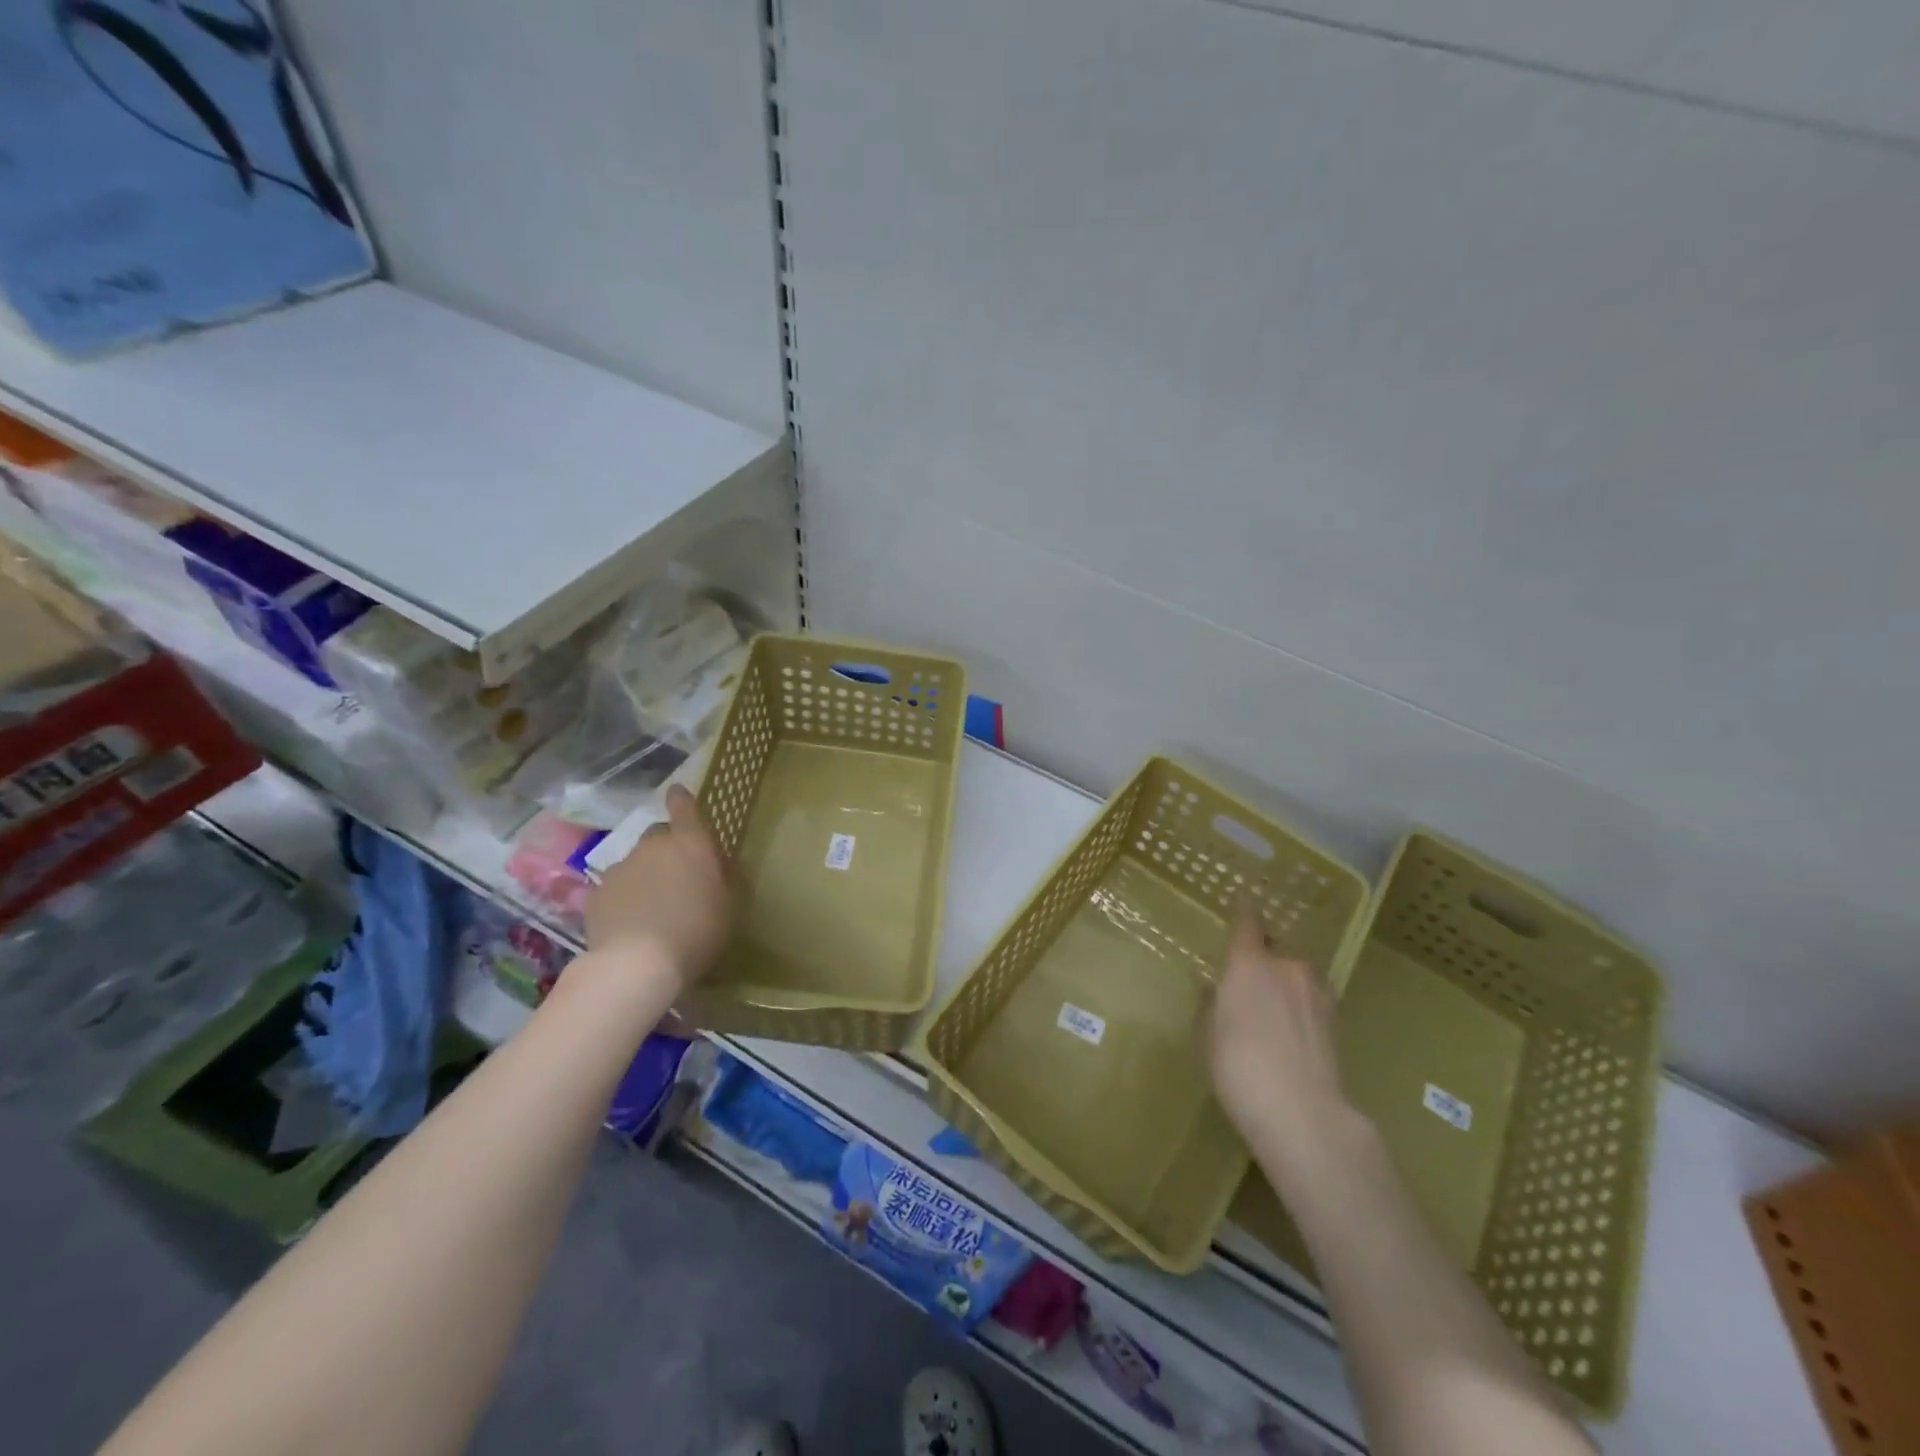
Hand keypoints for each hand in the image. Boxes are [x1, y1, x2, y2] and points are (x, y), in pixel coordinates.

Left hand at [584, 786, 735, 989]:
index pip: (684, 807)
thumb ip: (727, 877)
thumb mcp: (729, 905)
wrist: (636, 964)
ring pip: (635, 864)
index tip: (677, 791)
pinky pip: (615, 889)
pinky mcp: (596, 894)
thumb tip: (723, 862)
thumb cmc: (697, 930)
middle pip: (659, 836)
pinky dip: (623, 899)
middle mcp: (653, 847)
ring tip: (651, 909)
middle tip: (677, 878)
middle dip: (667, 850)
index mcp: (691, 844)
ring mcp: (620, 868)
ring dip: (644, 876)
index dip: (681, 798)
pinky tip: (630, 925)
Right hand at [1207, 896, 1353, 1176]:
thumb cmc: (1238, 1066)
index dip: (1245, 908)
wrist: (1303, 1112)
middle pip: (1276, 948)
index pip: (1247, 921)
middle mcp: (1287, 966)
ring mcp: (1318, 991)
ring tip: (1271, 1009)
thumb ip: (1211, 1003)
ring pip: (1297, 973)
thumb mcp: (1207, 1035)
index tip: (1245, 897)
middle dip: (1264, 955)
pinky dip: (1300, 1004)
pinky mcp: (1337, 1019)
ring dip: (1285, 981)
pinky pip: (1311, 997)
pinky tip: (1290, 1029)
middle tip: (1248, 979)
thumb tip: (1214, 988)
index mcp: (1249, 962)